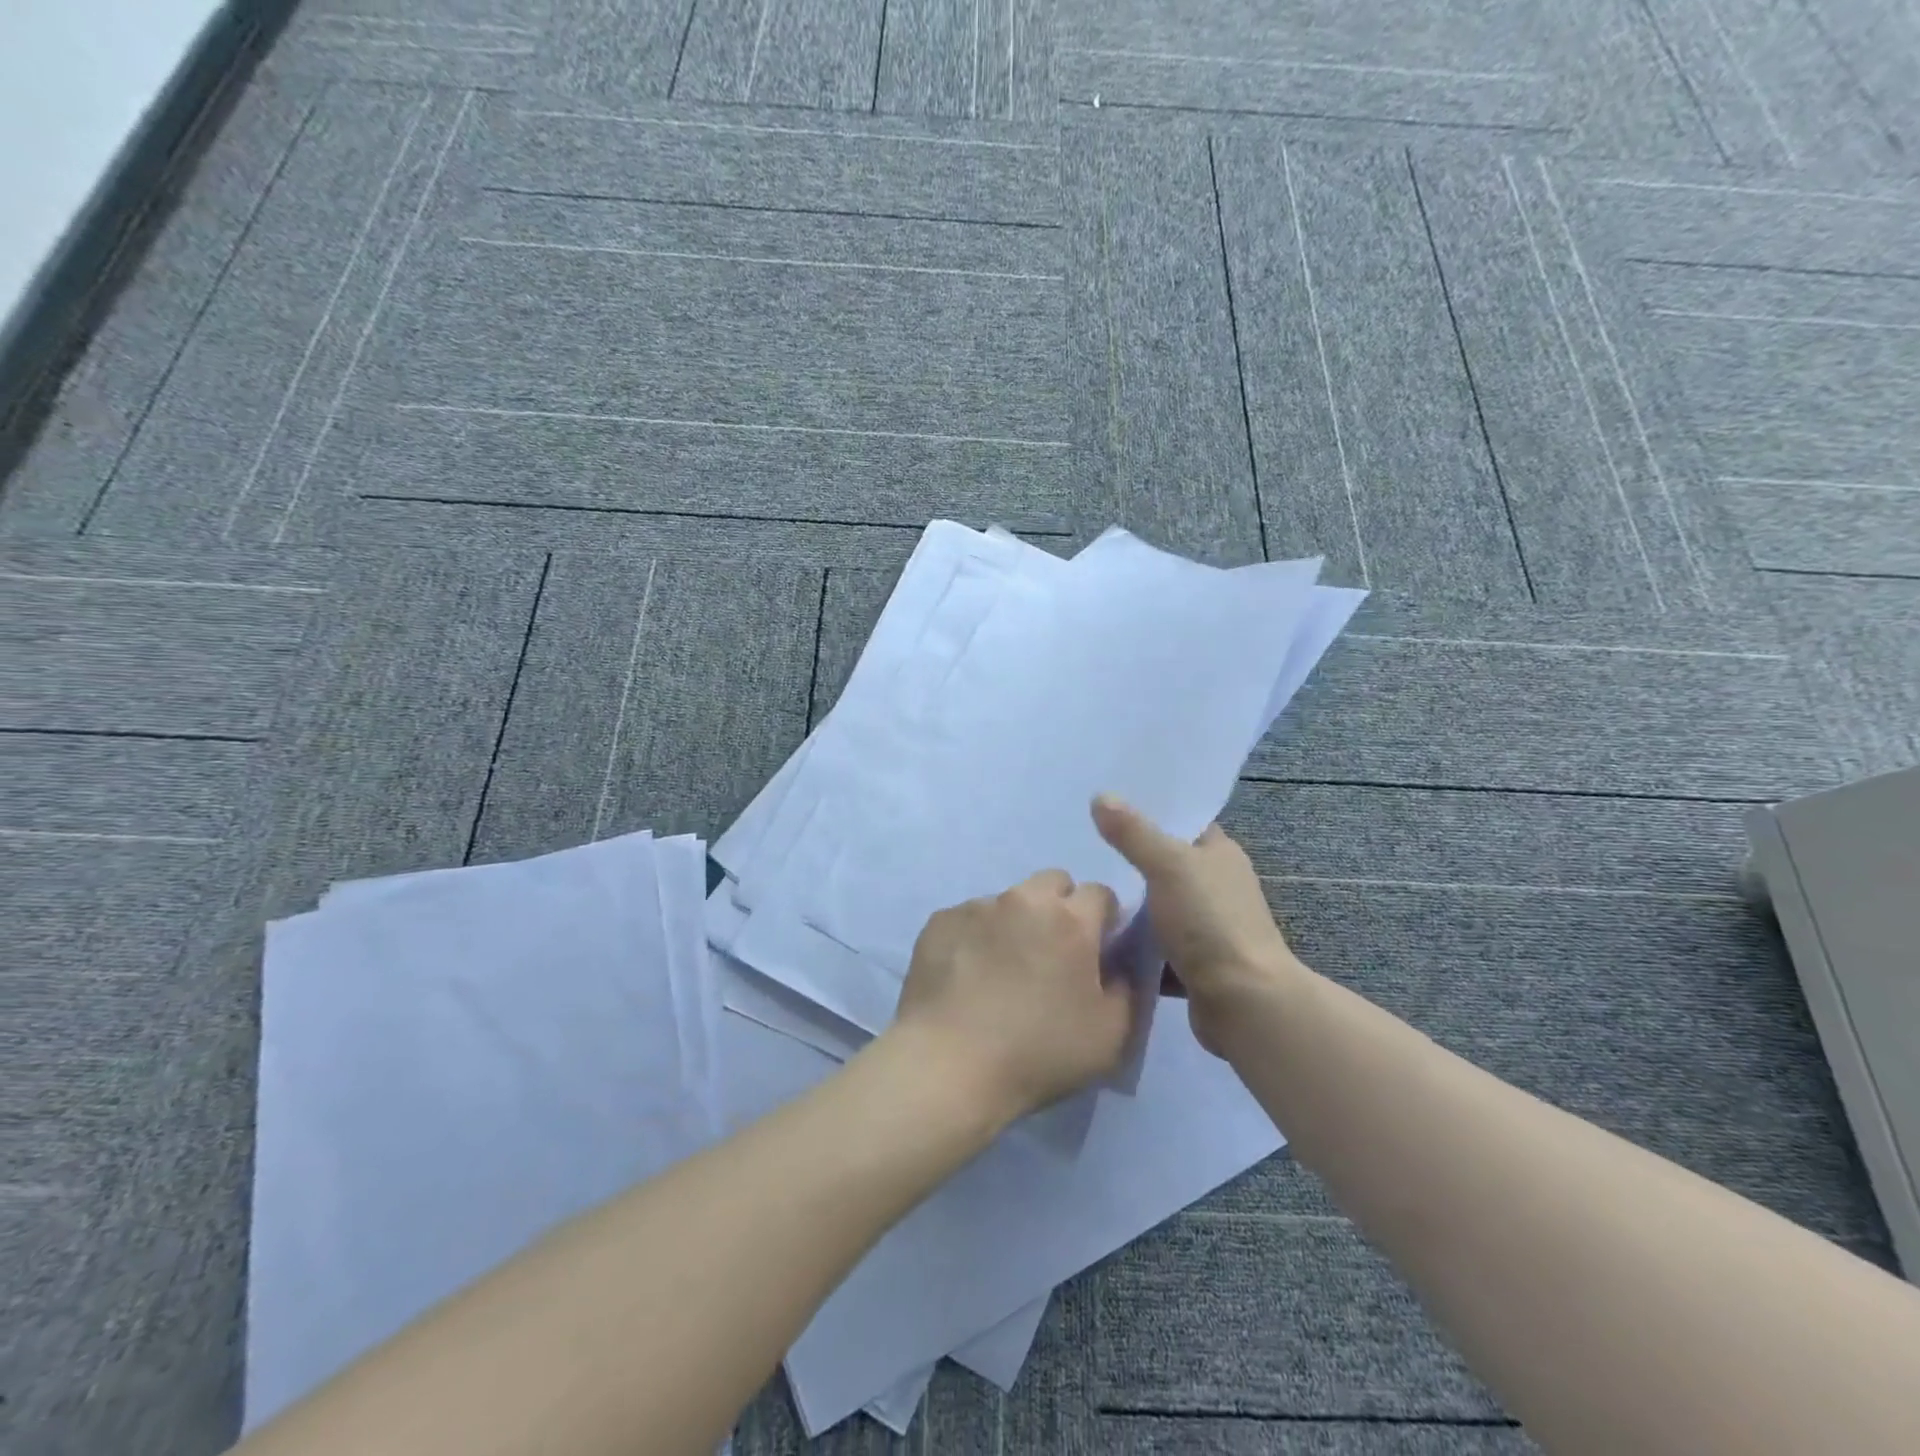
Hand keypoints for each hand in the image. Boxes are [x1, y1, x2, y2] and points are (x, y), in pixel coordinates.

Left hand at [891, 869, 1134, 1122]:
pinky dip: (976, 937)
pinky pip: (969, 918)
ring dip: (1015, 922)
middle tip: (1053, 952)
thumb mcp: (1111, 1036)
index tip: (1096, 950)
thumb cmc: (1038, 1054)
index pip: (1100, 893)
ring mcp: (977, 907)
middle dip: (1060, 907)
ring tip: (1002, 970)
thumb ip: (1126, 989)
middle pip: (1053, 882)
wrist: (949, 1065)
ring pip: (1008, 900)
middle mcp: (1023, 900)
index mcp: (1070, 920)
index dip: (1103, 919)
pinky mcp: (940, 921)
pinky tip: (967, 976)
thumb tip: (1116, 965)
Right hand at [1092, 794, 1300, 1054]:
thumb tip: (1100, 796)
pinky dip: (1134, 947)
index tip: (1106, 809)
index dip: (1150, 813)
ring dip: (1129, 907)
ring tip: (1082, 893)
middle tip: (1082, 851)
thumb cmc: (1210, 922)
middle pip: (1166, 866)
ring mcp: (1208, 929)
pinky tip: (1099, 939)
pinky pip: (1156, 948)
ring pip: (1158, 908)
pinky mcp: (1196, 965)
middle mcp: (1218, 887)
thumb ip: (1133, 833)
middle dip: (1129, 861)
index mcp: (1220, 855)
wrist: (1244, 1003)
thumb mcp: (1168, 866)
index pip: (1183, 822)